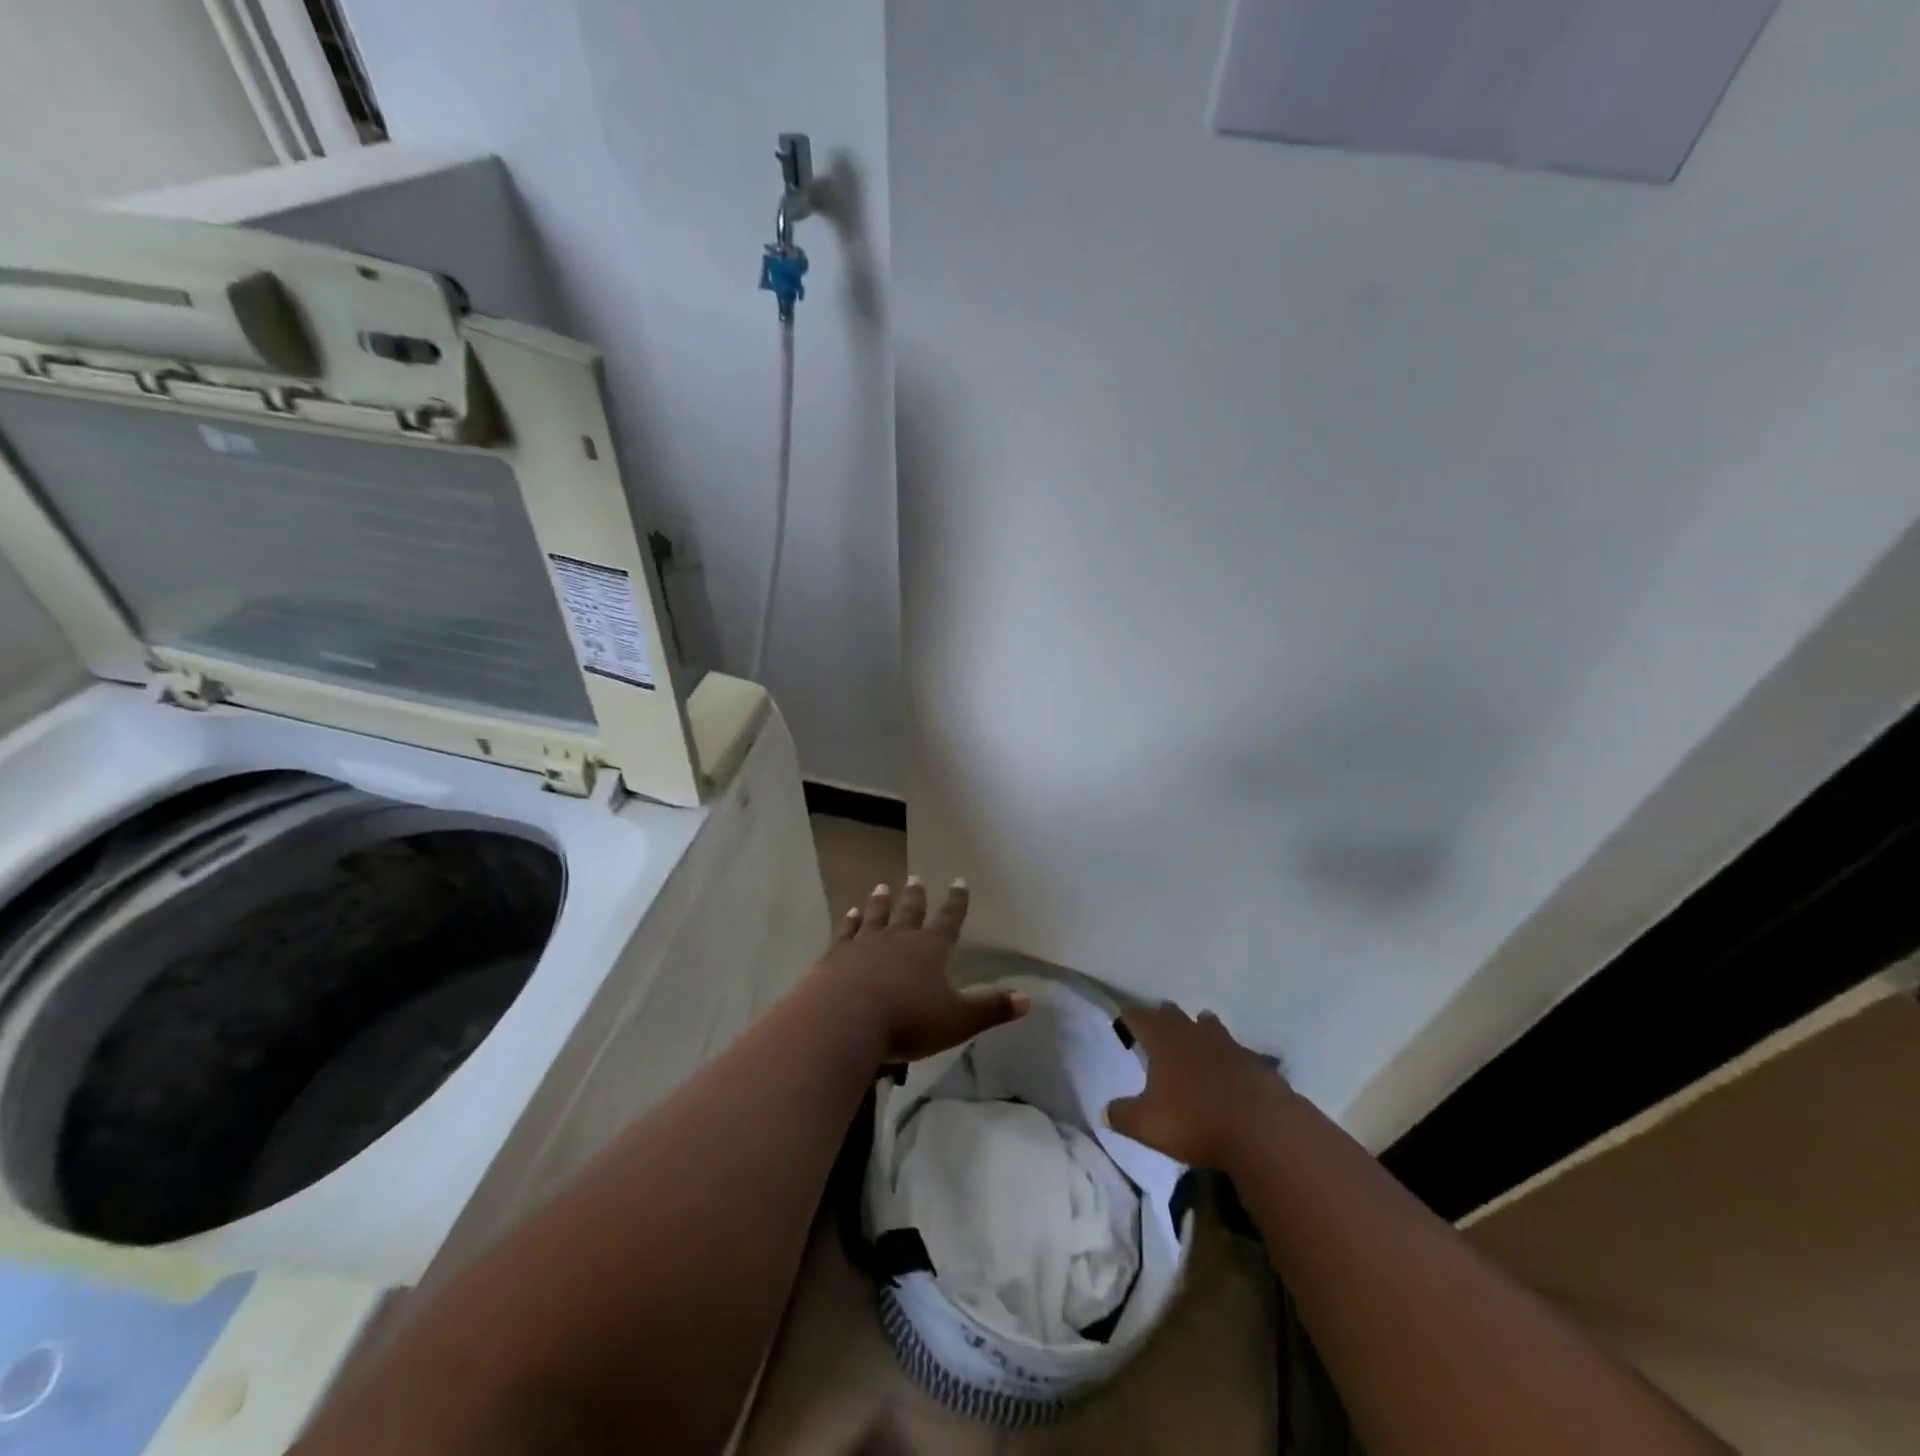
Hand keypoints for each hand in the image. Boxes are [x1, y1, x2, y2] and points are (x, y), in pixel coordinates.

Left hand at [815, 878, 1026, 1063]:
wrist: (844, 1020)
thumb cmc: (907, 1020)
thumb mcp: (957, 1020)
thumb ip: (991, 1008)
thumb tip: (1028, 998)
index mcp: (930, 949)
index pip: (949, 920)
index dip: (956, 902)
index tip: (959, 881)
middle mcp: (898, 938)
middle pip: (909, 912)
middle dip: (915, 896)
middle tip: (916, 878)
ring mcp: (864, 944)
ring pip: (876, 916)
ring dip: (880, 902)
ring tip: (882, 887)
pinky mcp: (836, 956)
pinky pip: (845, 932)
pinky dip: (849, 921)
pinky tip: (849, 913)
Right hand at [1104, 1003, 1289, 1169]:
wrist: (1263, 1130)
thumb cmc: (1196, 1122)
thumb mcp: (1148, 1125)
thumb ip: (1123, 1115)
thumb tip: (1105, 1111)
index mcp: (1164, 1042)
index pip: (1141, 1018)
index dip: (1131, 1015)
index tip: (1124, 1013)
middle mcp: (1194, 1035)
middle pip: (1174, 1015)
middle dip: (1163, 1016)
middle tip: (1157, 1021)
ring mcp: (1228, 1046)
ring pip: (1209, 1025)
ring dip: (1199, 1026)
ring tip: (1196, 1031)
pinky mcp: (1255, 1063)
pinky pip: (1236, 1051)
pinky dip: (1228, 1055)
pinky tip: (1230, 1069)